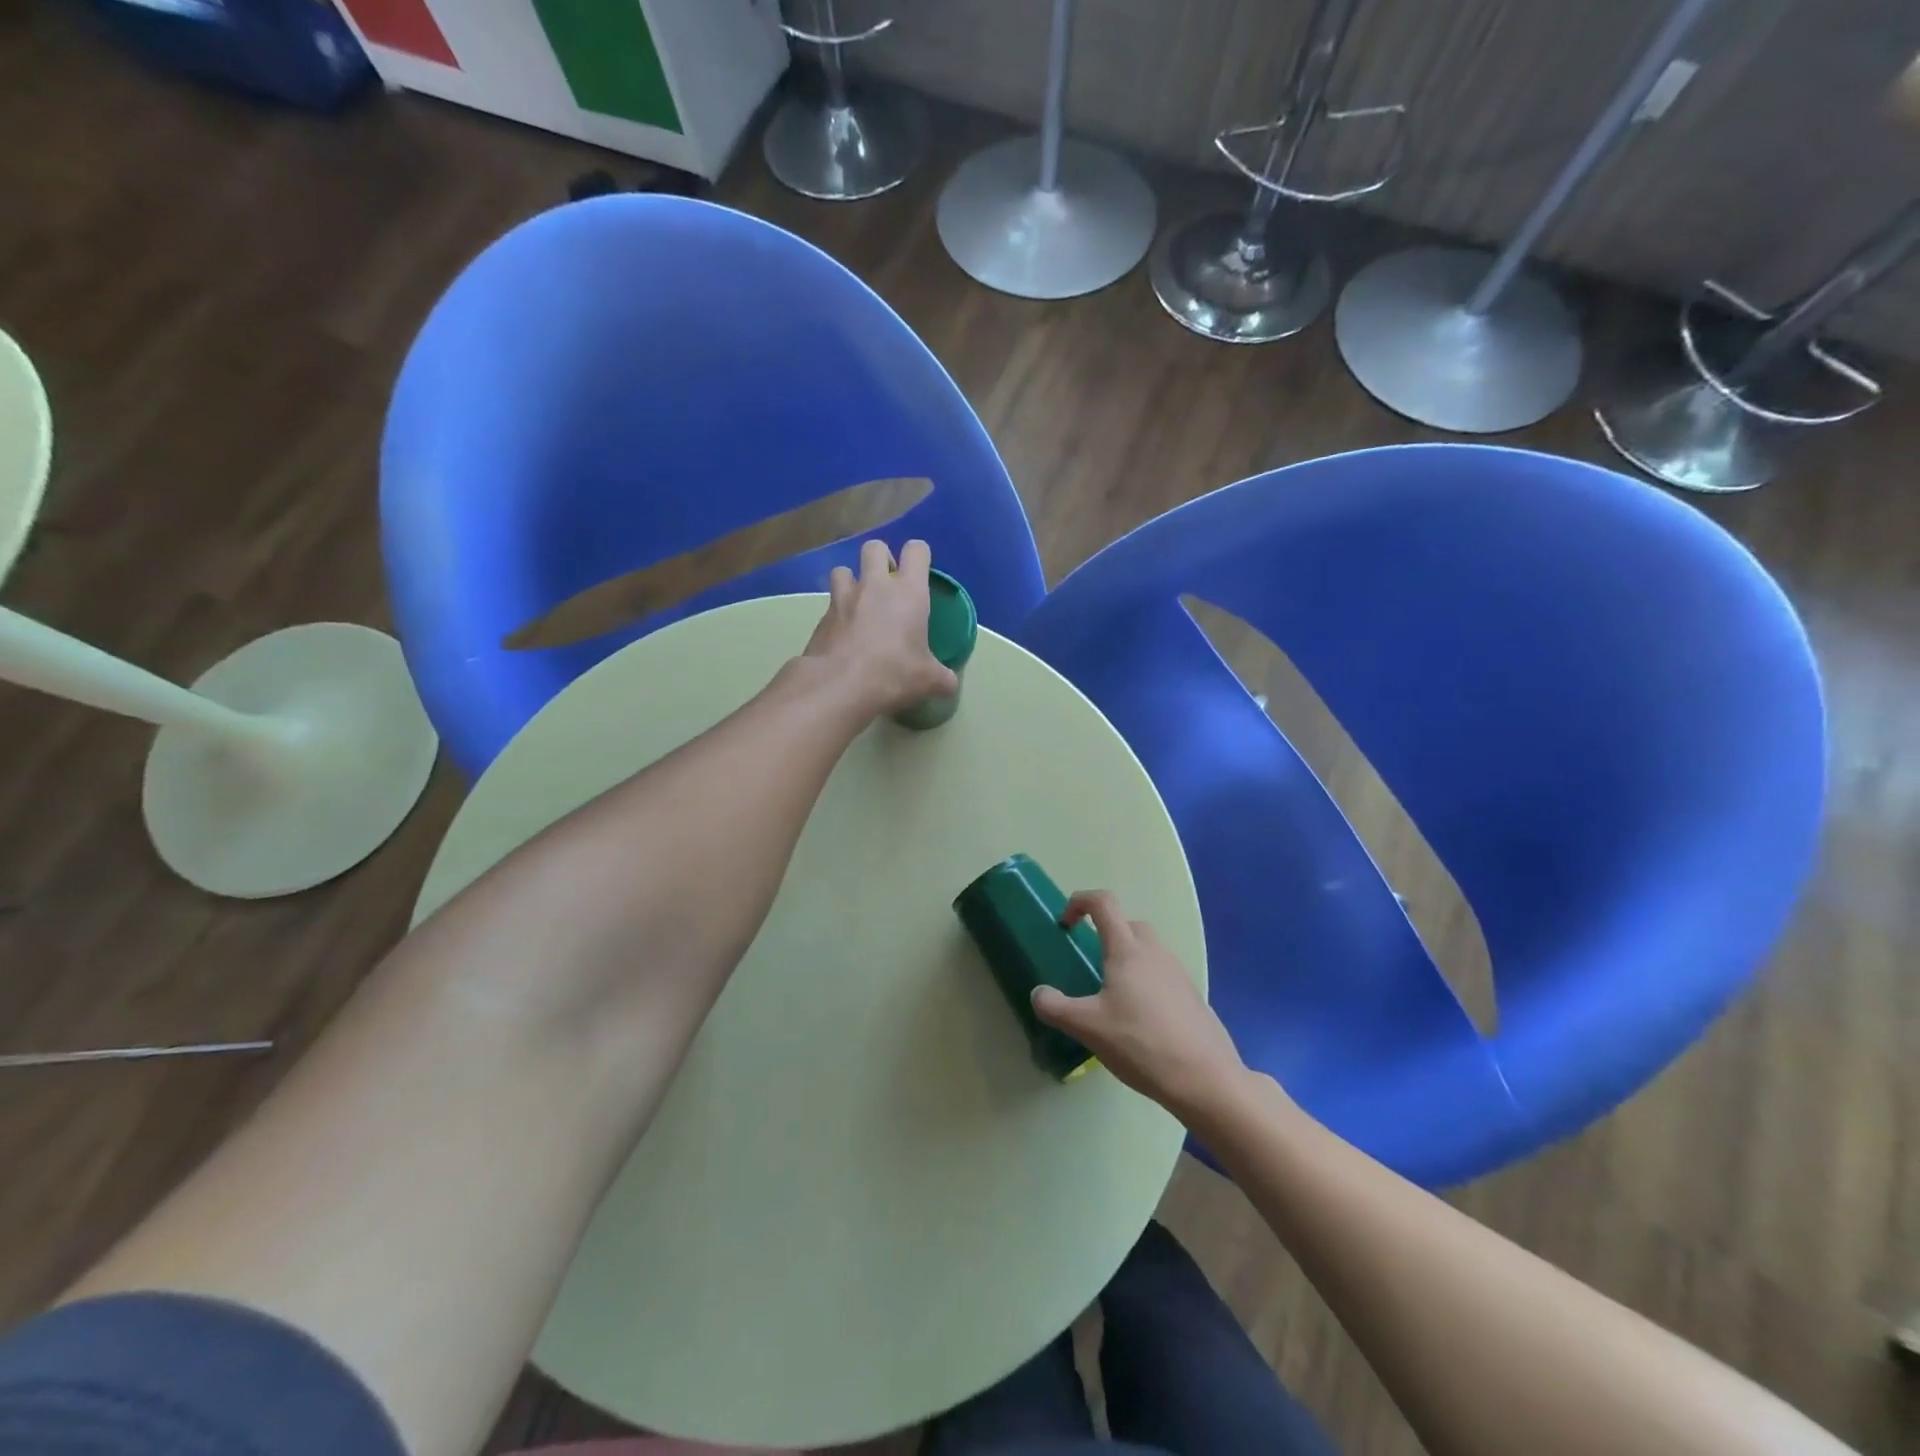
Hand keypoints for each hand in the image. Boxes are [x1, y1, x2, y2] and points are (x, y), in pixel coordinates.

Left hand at [803, 539, 958, 717]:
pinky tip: (843, 635)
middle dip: (881, 559)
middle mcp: (875, 585)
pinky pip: (829, 604)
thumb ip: (943, 678)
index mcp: (908, 592)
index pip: (916, 550)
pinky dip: (837, 613)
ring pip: (843, 569)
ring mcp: (843, 598)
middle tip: (888, 585)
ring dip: (852, 580)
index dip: (919, 556)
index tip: (921, 572)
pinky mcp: (821, 617)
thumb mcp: (929, 681)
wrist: (839, 686)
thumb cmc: (893, 673)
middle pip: (875, 547)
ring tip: (859, 603)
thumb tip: (950, 684)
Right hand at [1031, 890, 1247, 1120]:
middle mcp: (1154, 952)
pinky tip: (1137, 1017)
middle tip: (1088, 962)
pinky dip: (1144, 980)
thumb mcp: (1088, 1028)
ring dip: (1126, 957)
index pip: (1103, 903)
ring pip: (1147, 948)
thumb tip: (1038, 994)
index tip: (1065, 925)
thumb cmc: (1142, 1044)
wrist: (1206, 1078)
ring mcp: (1177, 972)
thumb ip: (1055, 1008)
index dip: (1079, 902)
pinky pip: (1161, 972)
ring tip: (1110, 993)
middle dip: (1104, 931)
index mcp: (1127, 950)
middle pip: (1127, 923)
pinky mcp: (1190, 995)